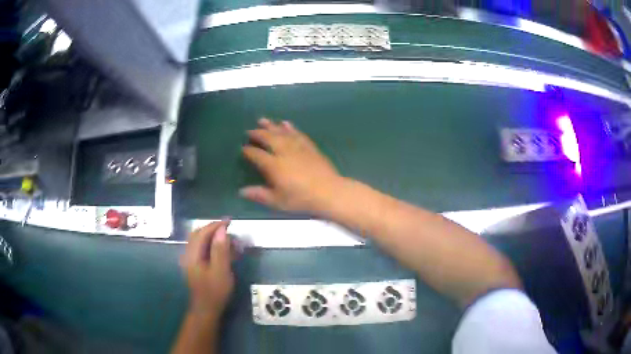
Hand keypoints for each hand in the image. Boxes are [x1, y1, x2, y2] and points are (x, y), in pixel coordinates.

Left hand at [180, 221, 233, 318]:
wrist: (207, 309)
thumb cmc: (215, 291)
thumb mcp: (221, 271)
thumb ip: (220, 250)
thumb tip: (221, 230)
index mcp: (192, 255)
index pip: (202, 233)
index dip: (215, 225)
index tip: (230, 221)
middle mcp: (188, 254)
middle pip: (198, 235)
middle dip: (213, 228)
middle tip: (228, 227)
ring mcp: (191, 260)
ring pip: (200, 241)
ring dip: (212, 236)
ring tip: (227, 237)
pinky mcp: (195, 265)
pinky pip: (202, 249)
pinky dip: (211, 245)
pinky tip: (222, 249)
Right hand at [241, 118, 343, 213]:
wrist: (329, 191)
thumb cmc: (301, 199)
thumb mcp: (277, 201)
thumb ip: (259, 195)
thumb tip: (241, 191)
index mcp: (274, 165)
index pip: (257, 154)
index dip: (248, 151)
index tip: (243, 148)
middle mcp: (284, 152)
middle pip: (268, 138)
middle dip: (257, 134)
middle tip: (249, 131)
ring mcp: (297, 147)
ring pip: (281, 132)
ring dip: (271, 125)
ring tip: (262, 120)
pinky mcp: (309, 146)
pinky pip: (297, 133)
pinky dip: (290, 127)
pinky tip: (286, 123)